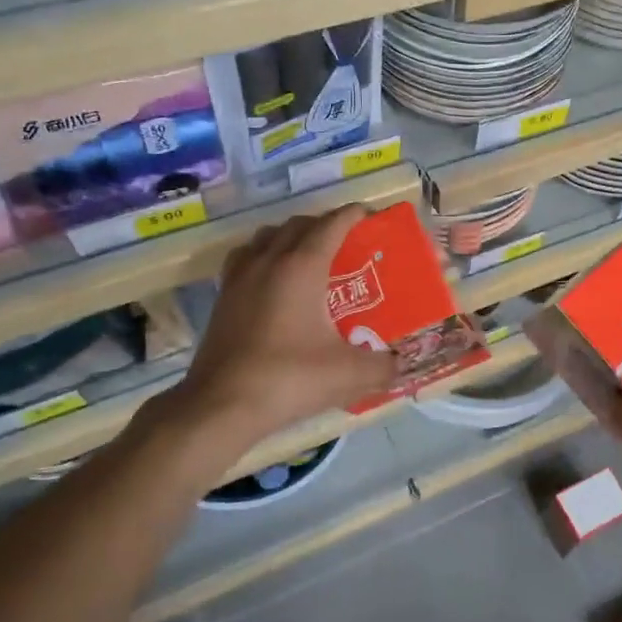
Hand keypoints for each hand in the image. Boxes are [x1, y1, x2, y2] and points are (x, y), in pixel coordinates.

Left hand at [174, 205, 398, 448]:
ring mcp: (240, 278)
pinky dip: (262, 257)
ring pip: (266, 237)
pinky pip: (245, 259)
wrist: (222, 405)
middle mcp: (268, 261)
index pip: (331, 225)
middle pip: (298, 225)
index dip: (352, 216)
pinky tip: (272, 282)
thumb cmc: (289, 378)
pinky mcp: (223, 298)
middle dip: (323, 225)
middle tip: (345, 244)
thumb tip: (399, 363)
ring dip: (290, 237)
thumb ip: (382, 365)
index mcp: (302, 267)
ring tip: (308, 257)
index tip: (369, 216)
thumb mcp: (348, 374)